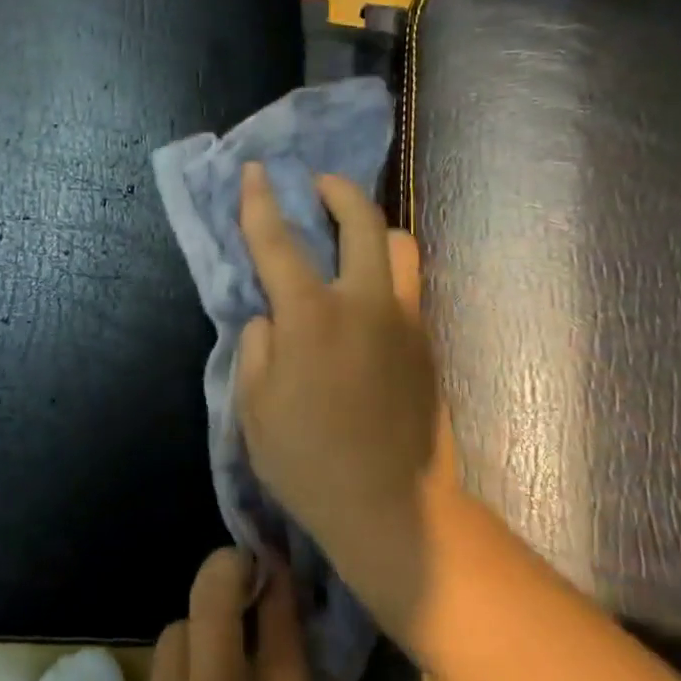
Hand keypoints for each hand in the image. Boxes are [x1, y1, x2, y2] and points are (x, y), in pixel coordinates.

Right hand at [235, 162, 449, 587]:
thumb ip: (257, 347)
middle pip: (362, 221)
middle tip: (320, 185)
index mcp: (312, 316)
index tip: (256, 170)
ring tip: (351, 241)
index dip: (260, 201)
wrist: (393, 510)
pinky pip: (409, 287)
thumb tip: (271, 317)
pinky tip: (367, 302)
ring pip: (401, 246)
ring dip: (374, 229)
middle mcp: (365, 303)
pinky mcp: (428, 344)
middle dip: (338, 191)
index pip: (277, 241)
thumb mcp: (253, 408)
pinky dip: (386, 274)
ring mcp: (406, 321)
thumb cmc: (309, 462)